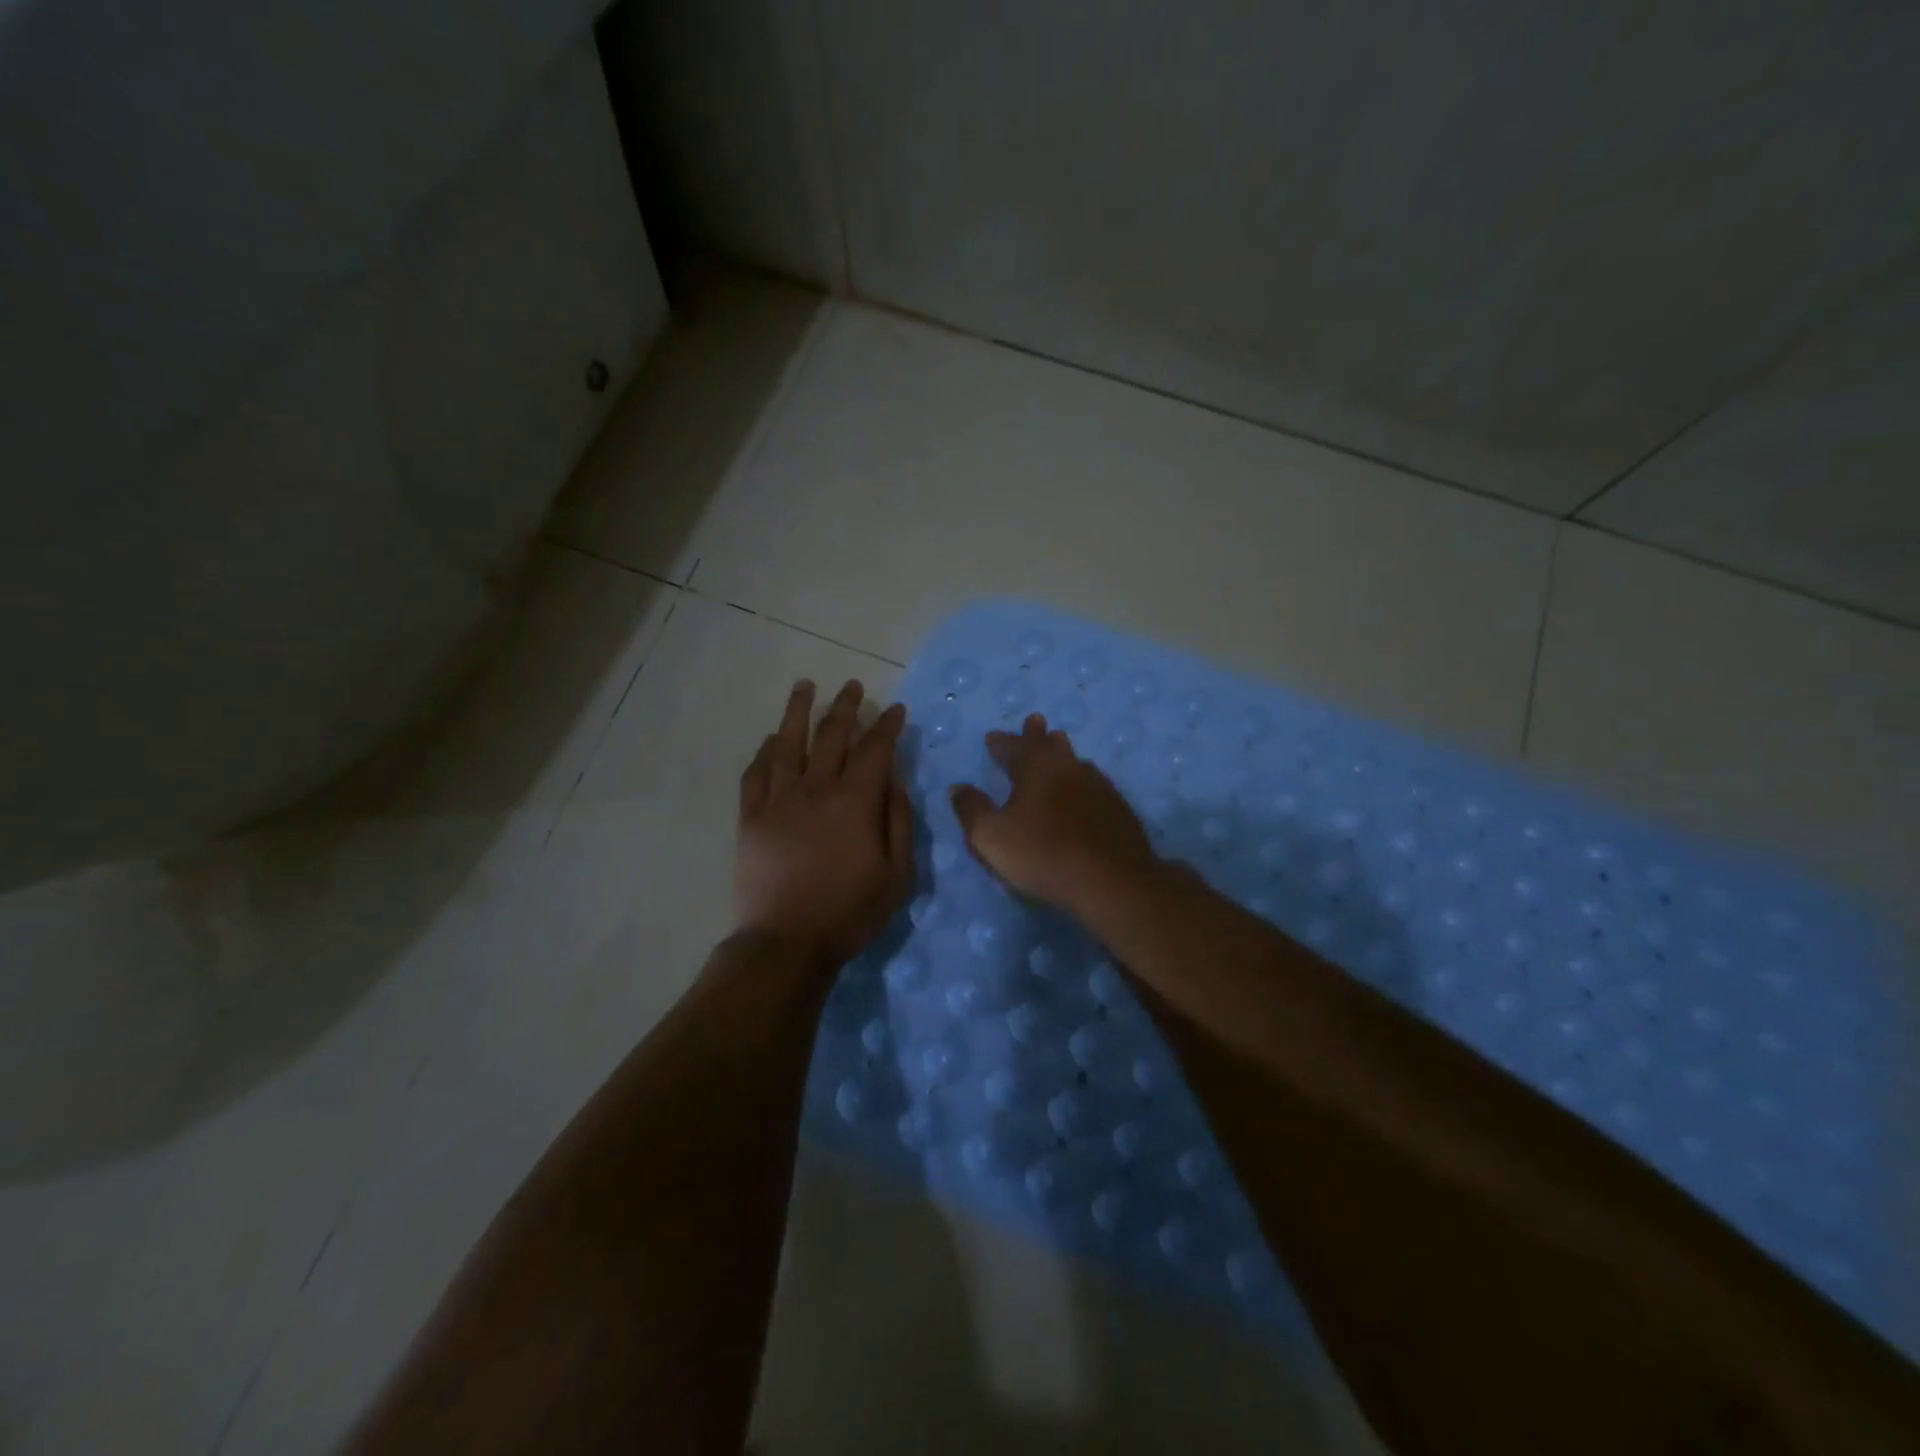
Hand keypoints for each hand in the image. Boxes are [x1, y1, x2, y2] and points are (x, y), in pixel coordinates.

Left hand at [735, 679, 914, 966]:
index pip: (875, 749)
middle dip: (847, 706)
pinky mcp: (752, 817)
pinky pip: (756, 774)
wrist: (786, 942)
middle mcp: (816, 789)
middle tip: (854, 686)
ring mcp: (779, 800)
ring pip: (789, 743)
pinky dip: (765, 751)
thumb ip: (899, 821)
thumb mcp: (897, 874)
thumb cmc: (850, 912)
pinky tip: (772, 739)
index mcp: (855, 801)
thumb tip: (895, 781)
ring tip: (805, 686)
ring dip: (798, 711)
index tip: (896, 709)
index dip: (888, 725)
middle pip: (832, 735)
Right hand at [949, 714, 1158, 914]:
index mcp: (1034, 768)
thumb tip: (958, 787)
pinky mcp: (1116, 807)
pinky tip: (1084, 786)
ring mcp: (1097, 785)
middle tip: (1034, 721)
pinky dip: (1081, 777)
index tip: (991, 738)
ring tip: (1058, 744)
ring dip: (1061, 751)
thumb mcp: (991, 837)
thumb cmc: (1043, 855)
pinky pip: (1093, 781)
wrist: (1111, 881)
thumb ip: (971, 810)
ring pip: (1074, 759)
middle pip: (1049, 744)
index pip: (1012, 747)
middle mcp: (1067, 767)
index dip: (999, 743)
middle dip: (1036, 734)